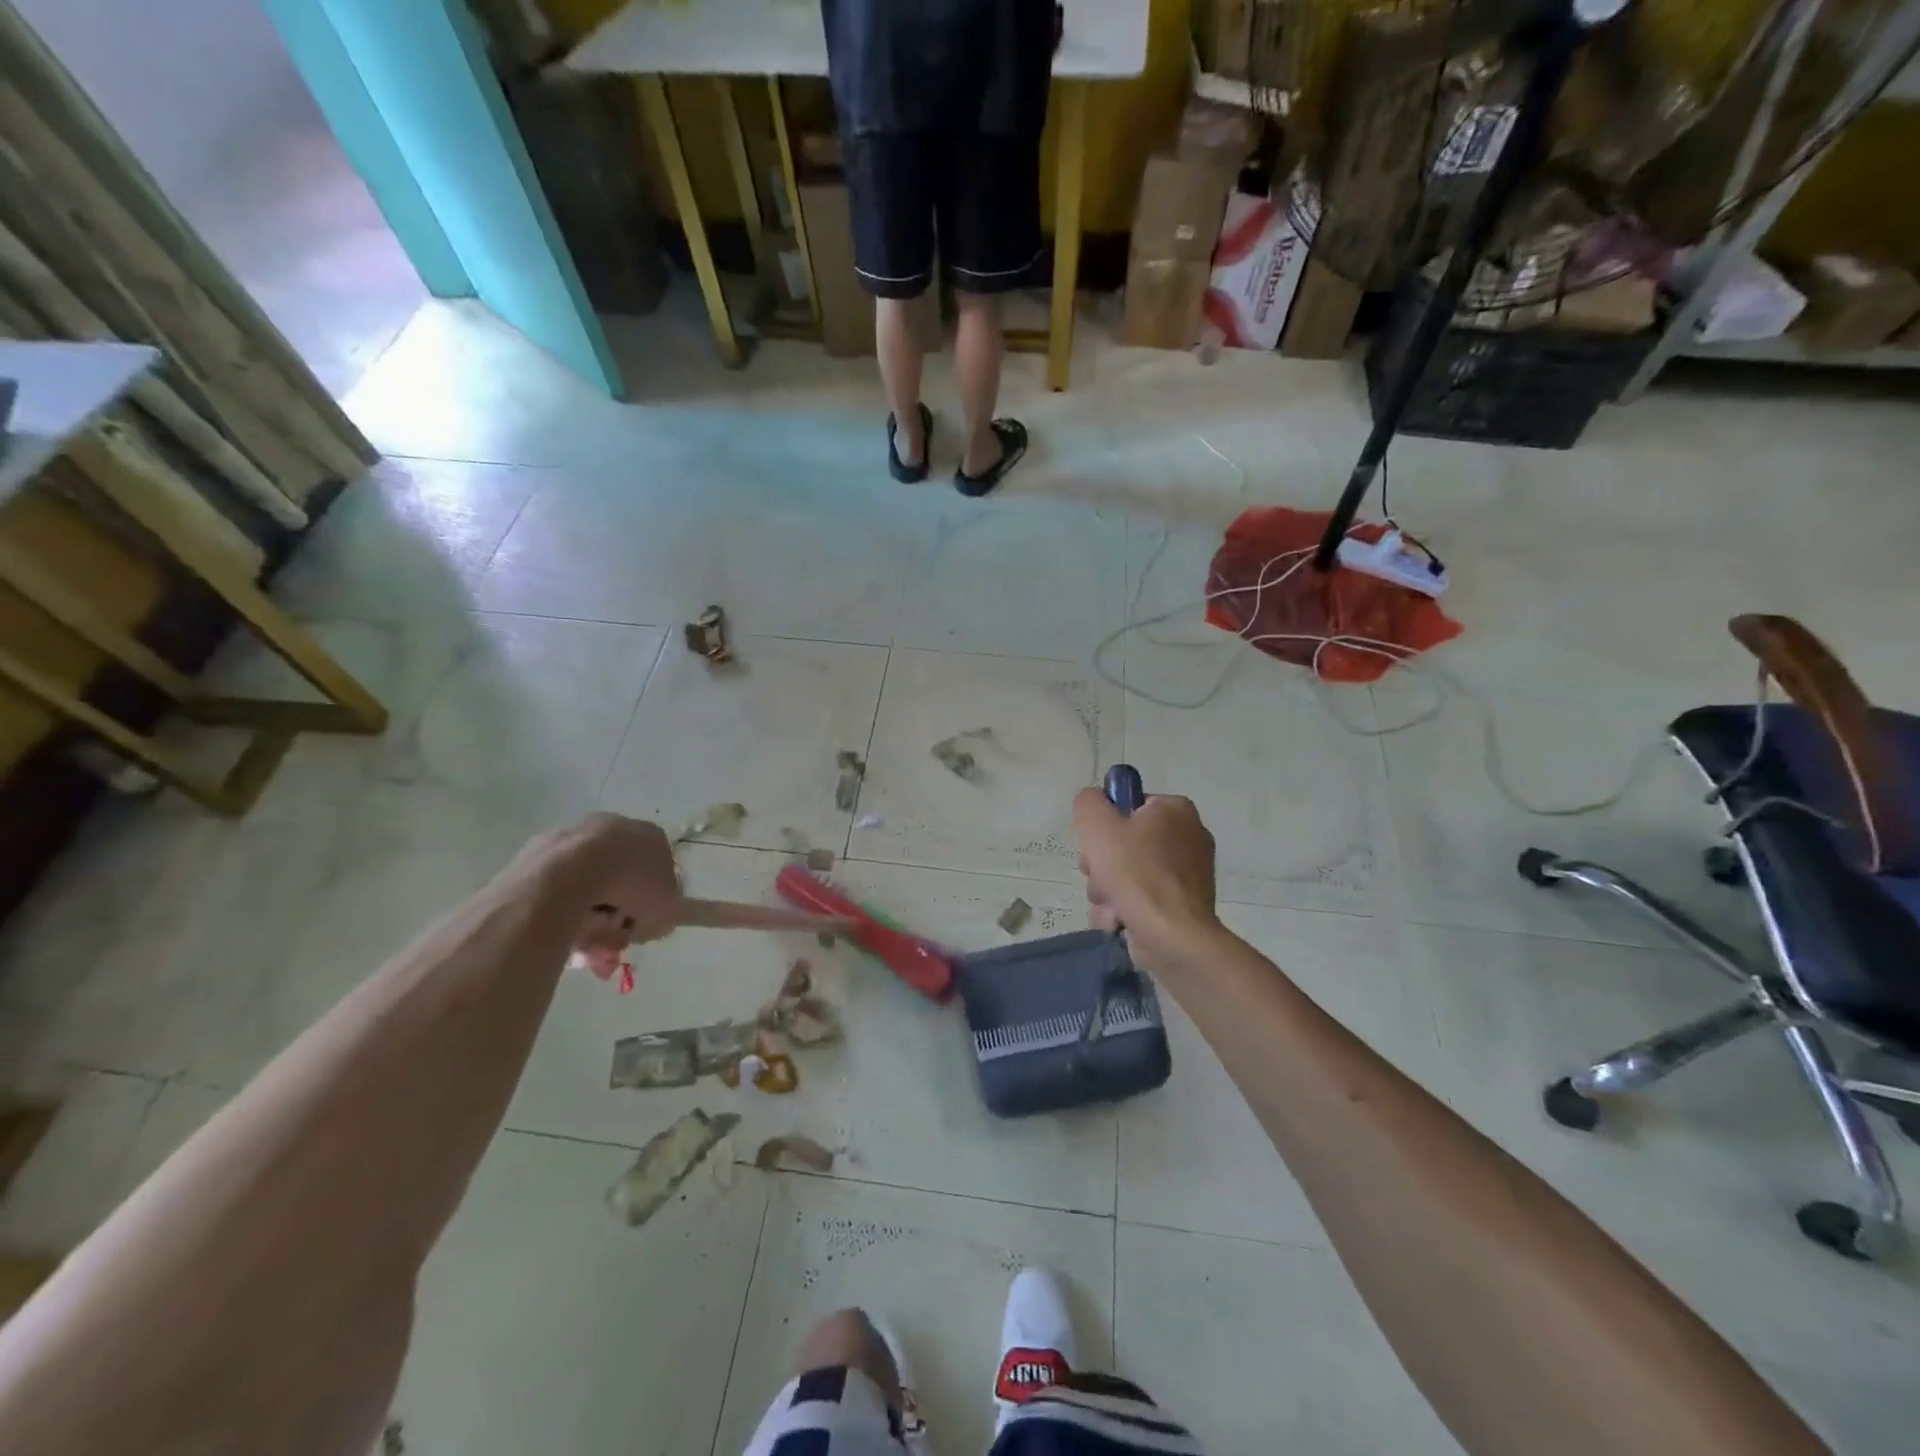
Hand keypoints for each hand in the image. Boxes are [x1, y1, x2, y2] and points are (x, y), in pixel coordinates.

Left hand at [520, 815, 846, 975]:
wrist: (563, 875)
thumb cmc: (627, 885)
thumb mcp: (667, 905)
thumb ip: (682, 910)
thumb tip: (677, 920)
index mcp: (644, 837)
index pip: (662, 869)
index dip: (665, 893)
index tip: (664, 906)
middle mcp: (609, 831)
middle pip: (624, 883)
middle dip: (626, 912)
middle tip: (622, 940)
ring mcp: (568, 842)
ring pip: (590, 893)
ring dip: (597, 920)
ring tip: (594, 943)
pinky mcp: (536, 859)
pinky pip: (558, 896)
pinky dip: (567, 916)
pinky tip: (567, 933)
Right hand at [1072, 789, 1221, 974]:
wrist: (1173, 937)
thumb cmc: (1136, 874)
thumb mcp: (1098, 825)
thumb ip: (1088, 803)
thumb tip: (1093, 804)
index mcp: (1176, 810)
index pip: (1128, 805)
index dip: (1106, 825)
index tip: (1097, 845)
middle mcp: (1189, 837)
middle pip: (1125, 843)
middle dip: (1102, 865)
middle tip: (1099, 877)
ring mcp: (1188, 874)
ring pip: (1128, 874)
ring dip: (1107, 891)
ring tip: (1110, 905)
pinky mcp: (1182, 905)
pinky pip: (1142, 898)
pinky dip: (1125, 909)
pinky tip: (1118, 920)